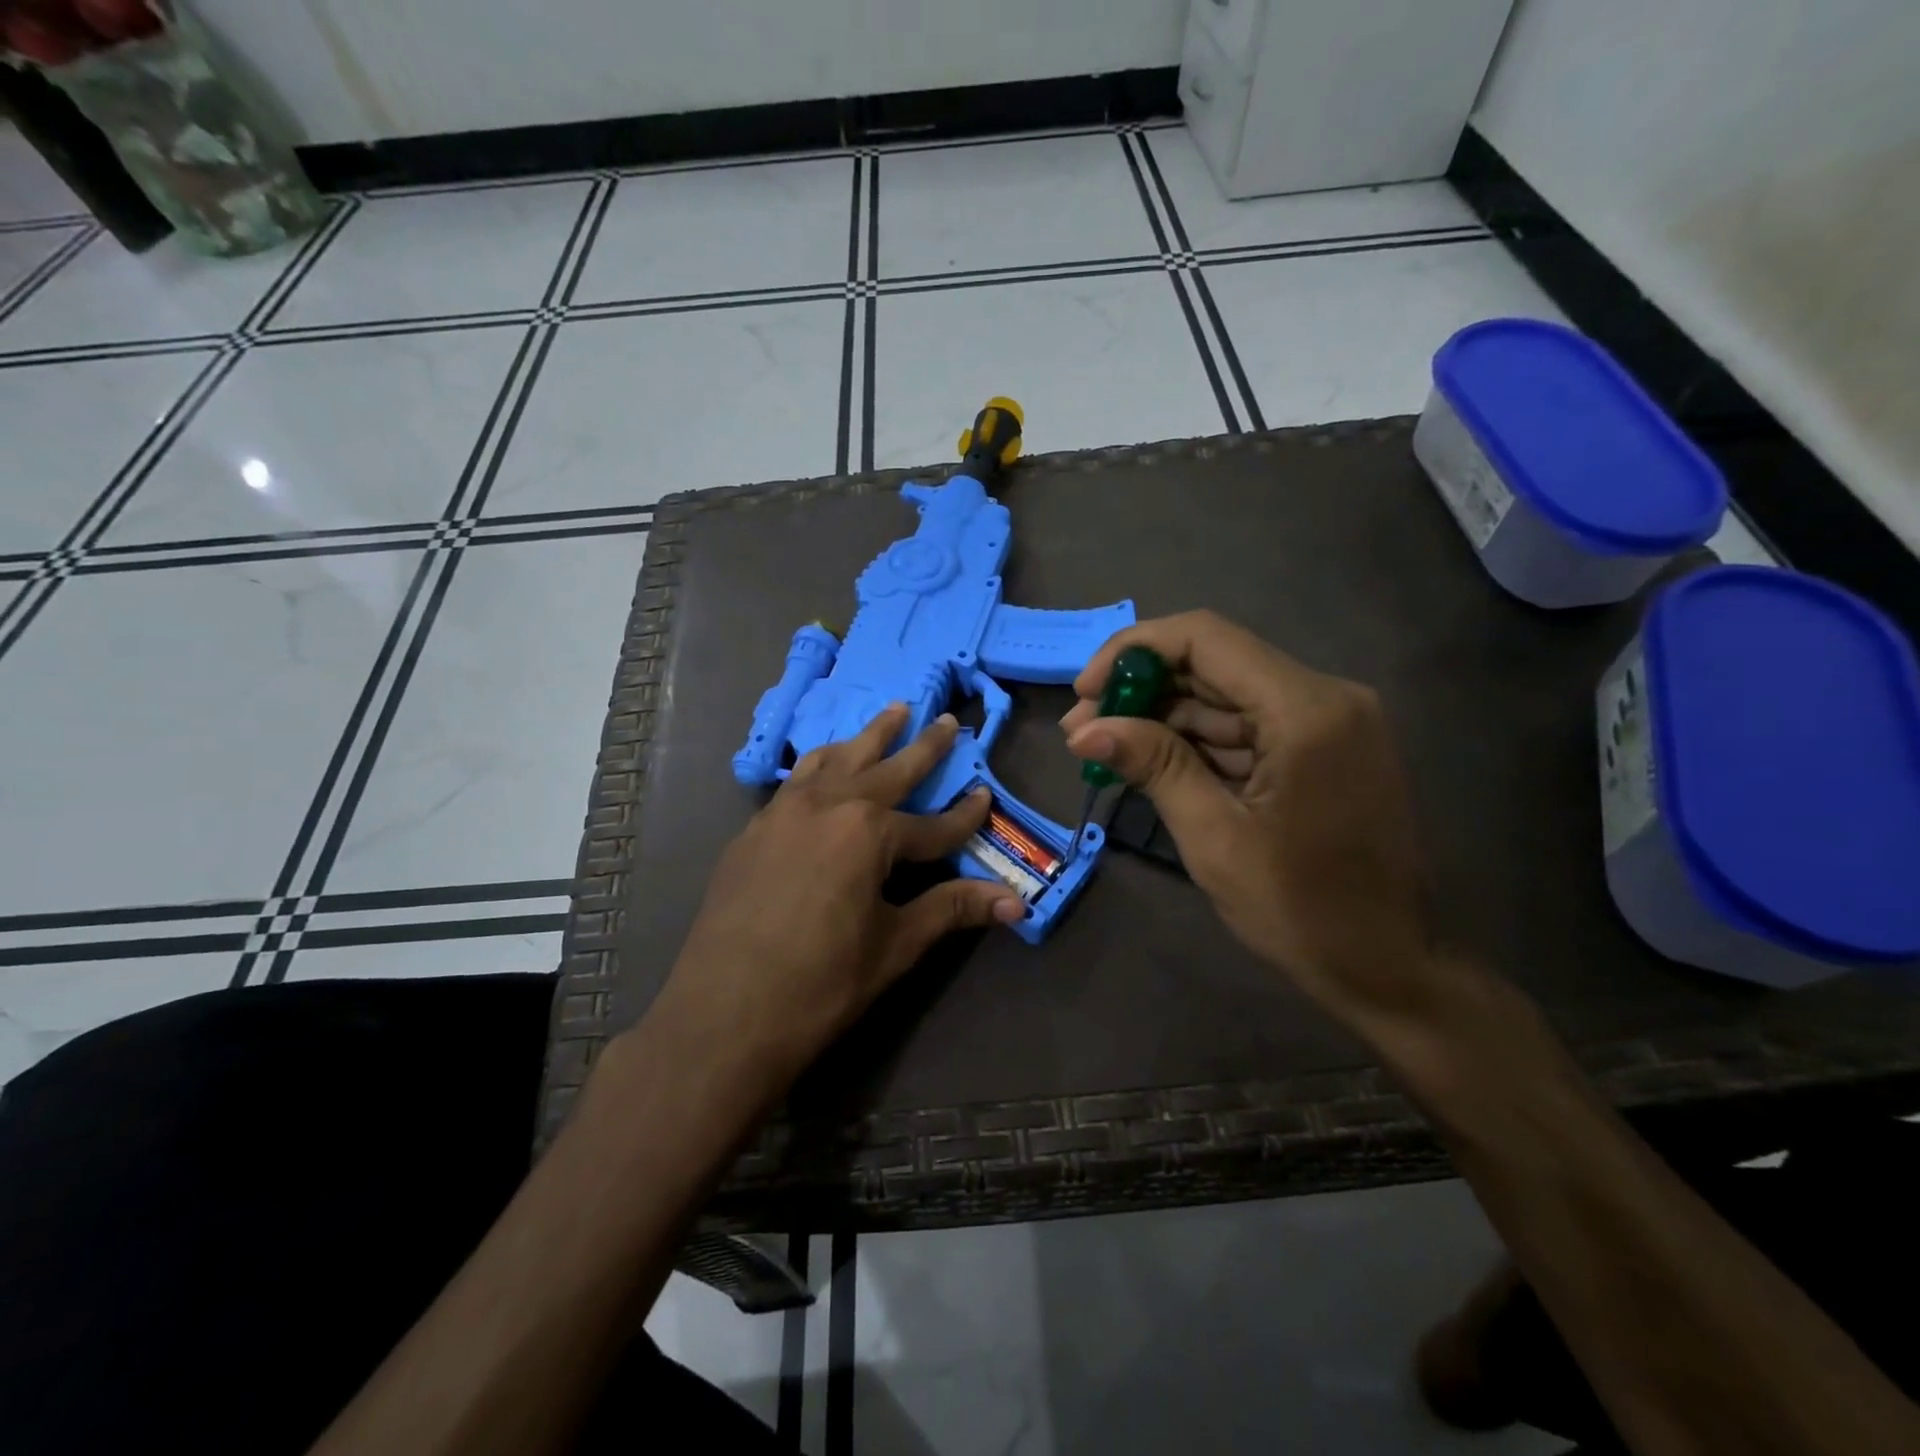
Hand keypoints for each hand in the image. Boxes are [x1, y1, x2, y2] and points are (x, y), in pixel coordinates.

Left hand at [651, 705, 1024, 1104]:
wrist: (722, 1016)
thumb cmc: (820, 984)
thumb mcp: (895, 945)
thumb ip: (952, 909)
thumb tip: (1016, 903)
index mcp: (868, 833)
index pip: (932, 825)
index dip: (964, 816)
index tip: (986, 796)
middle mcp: (827, 806)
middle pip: (887, 769)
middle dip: (923, 746)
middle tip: (947, 719)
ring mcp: (784, 813)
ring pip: (835, 760)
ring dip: (867, 737)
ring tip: (889, 714)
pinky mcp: (754, 830)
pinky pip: (796, 781)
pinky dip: (821, 765)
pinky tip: (823, 768)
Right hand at [1061, 611, 1433, 1024]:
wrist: (1388, 966)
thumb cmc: (1302, 910)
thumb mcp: (1214, 838)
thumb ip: (1154, 766)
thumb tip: (1084, 729)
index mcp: (1306, 710)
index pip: (1206, 639)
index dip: (1134, 651)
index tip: (1085, 691)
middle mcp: (1325, 696)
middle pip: (1214, 663)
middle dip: (1141, 688)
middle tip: (1081, 727)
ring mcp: (1328, 720)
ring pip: (1225, 694)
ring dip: (1163, 716)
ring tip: (1102, 746)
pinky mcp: (1322, 746)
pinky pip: (1246, 724)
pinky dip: (1196, 739)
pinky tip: (1150, 759)